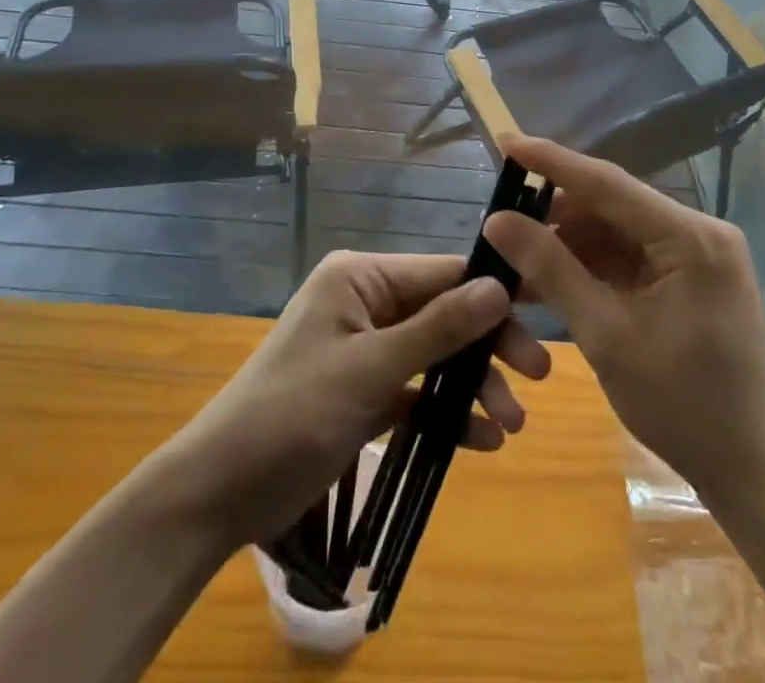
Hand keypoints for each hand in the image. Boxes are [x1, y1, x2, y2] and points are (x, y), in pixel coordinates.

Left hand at [152, 250, 550, 549]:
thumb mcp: (371, 369)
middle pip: (444, 313)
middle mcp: (367, 302)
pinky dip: (445, 413)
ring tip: (511, 425)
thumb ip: (438, 328)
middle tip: (539, 377)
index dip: (492, 291)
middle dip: (488, 346)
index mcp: (361, 278)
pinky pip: (416, 391)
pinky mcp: (364, 391)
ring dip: (472, 386)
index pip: (441, 272)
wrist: (220, 491)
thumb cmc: (293, 412)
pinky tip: (480, 441)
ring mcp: (365, 347)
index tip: (544, 312)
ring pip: (435, 354)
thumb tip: (500, 287)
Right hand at [485, 138, 764, 511]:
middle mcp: (698, 232)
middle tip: (501, 225)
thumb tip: (498, 220)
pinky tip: (551, 282)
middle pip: (612, 206)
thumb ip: (551, 269)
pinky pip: (630, 258)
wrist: (758, 475)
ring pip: (617, 233)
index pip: (608, 182)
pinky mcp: (691, 280)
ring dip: (569, 245)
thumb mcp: (606, 334)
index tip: (506, 142)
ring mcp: (697, 256)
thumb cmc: (685, 406)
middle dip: (556, 216)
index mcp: (690, 237)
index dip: (553, 162)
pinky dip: (591, 268)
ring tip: (517, 261)